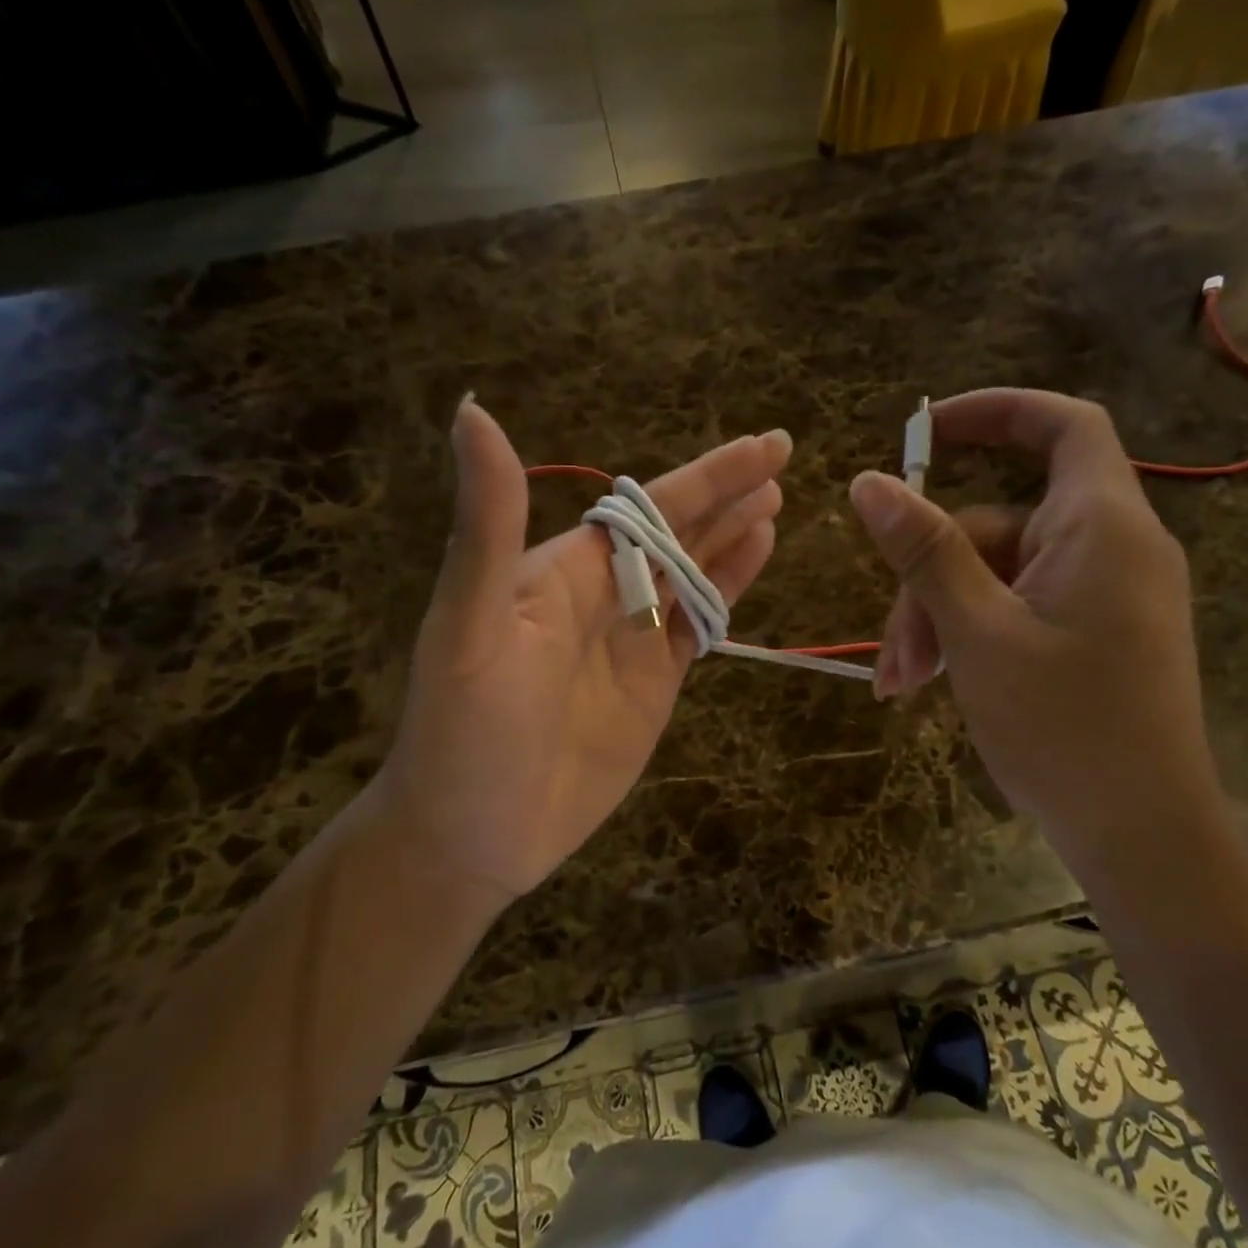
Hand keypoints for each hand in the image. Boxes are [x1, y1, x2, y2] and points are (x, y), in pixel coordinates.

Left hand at [380, 397, 789, 905]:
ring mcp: (631, 640)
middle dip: (728, 494)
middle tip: (782, 456)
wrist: (471, 837)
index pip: (647, 507)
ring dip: (732, 535)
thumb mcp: (471, 623)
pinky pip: (698, 626)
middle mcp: (603, 594)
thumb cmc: (464, 731)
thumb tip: (471, 410)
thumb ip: (488, 524)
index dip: (707, 476)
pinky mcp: (653, 684)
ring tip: (775, 501)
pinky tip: (755, 559)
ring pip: (693, 573)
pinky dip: (728, 590)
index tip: (764, 446)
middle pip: (678, 531)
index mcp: (564, 570)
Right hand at [847, 389, 1224, 860]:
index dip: (996, 412)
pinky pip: (1020, 607)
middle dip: (933, 574)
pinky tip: (934, 684)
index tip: (925, 432)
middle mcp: (1112, 548)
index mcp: (1101, 527)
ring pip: (998, 575)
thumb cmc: (1063, 726)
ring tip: (903, 683)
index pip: (1064, 426)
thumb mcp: (976, 631)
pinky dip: (973, 635)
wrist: (1142, 836)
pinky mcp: (1095, 634)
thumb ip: (924, 550)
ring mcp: (1105, 594)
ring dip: (941, 618)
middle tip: (893, 646)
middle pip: (1000, 523)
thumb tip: (869, 482)